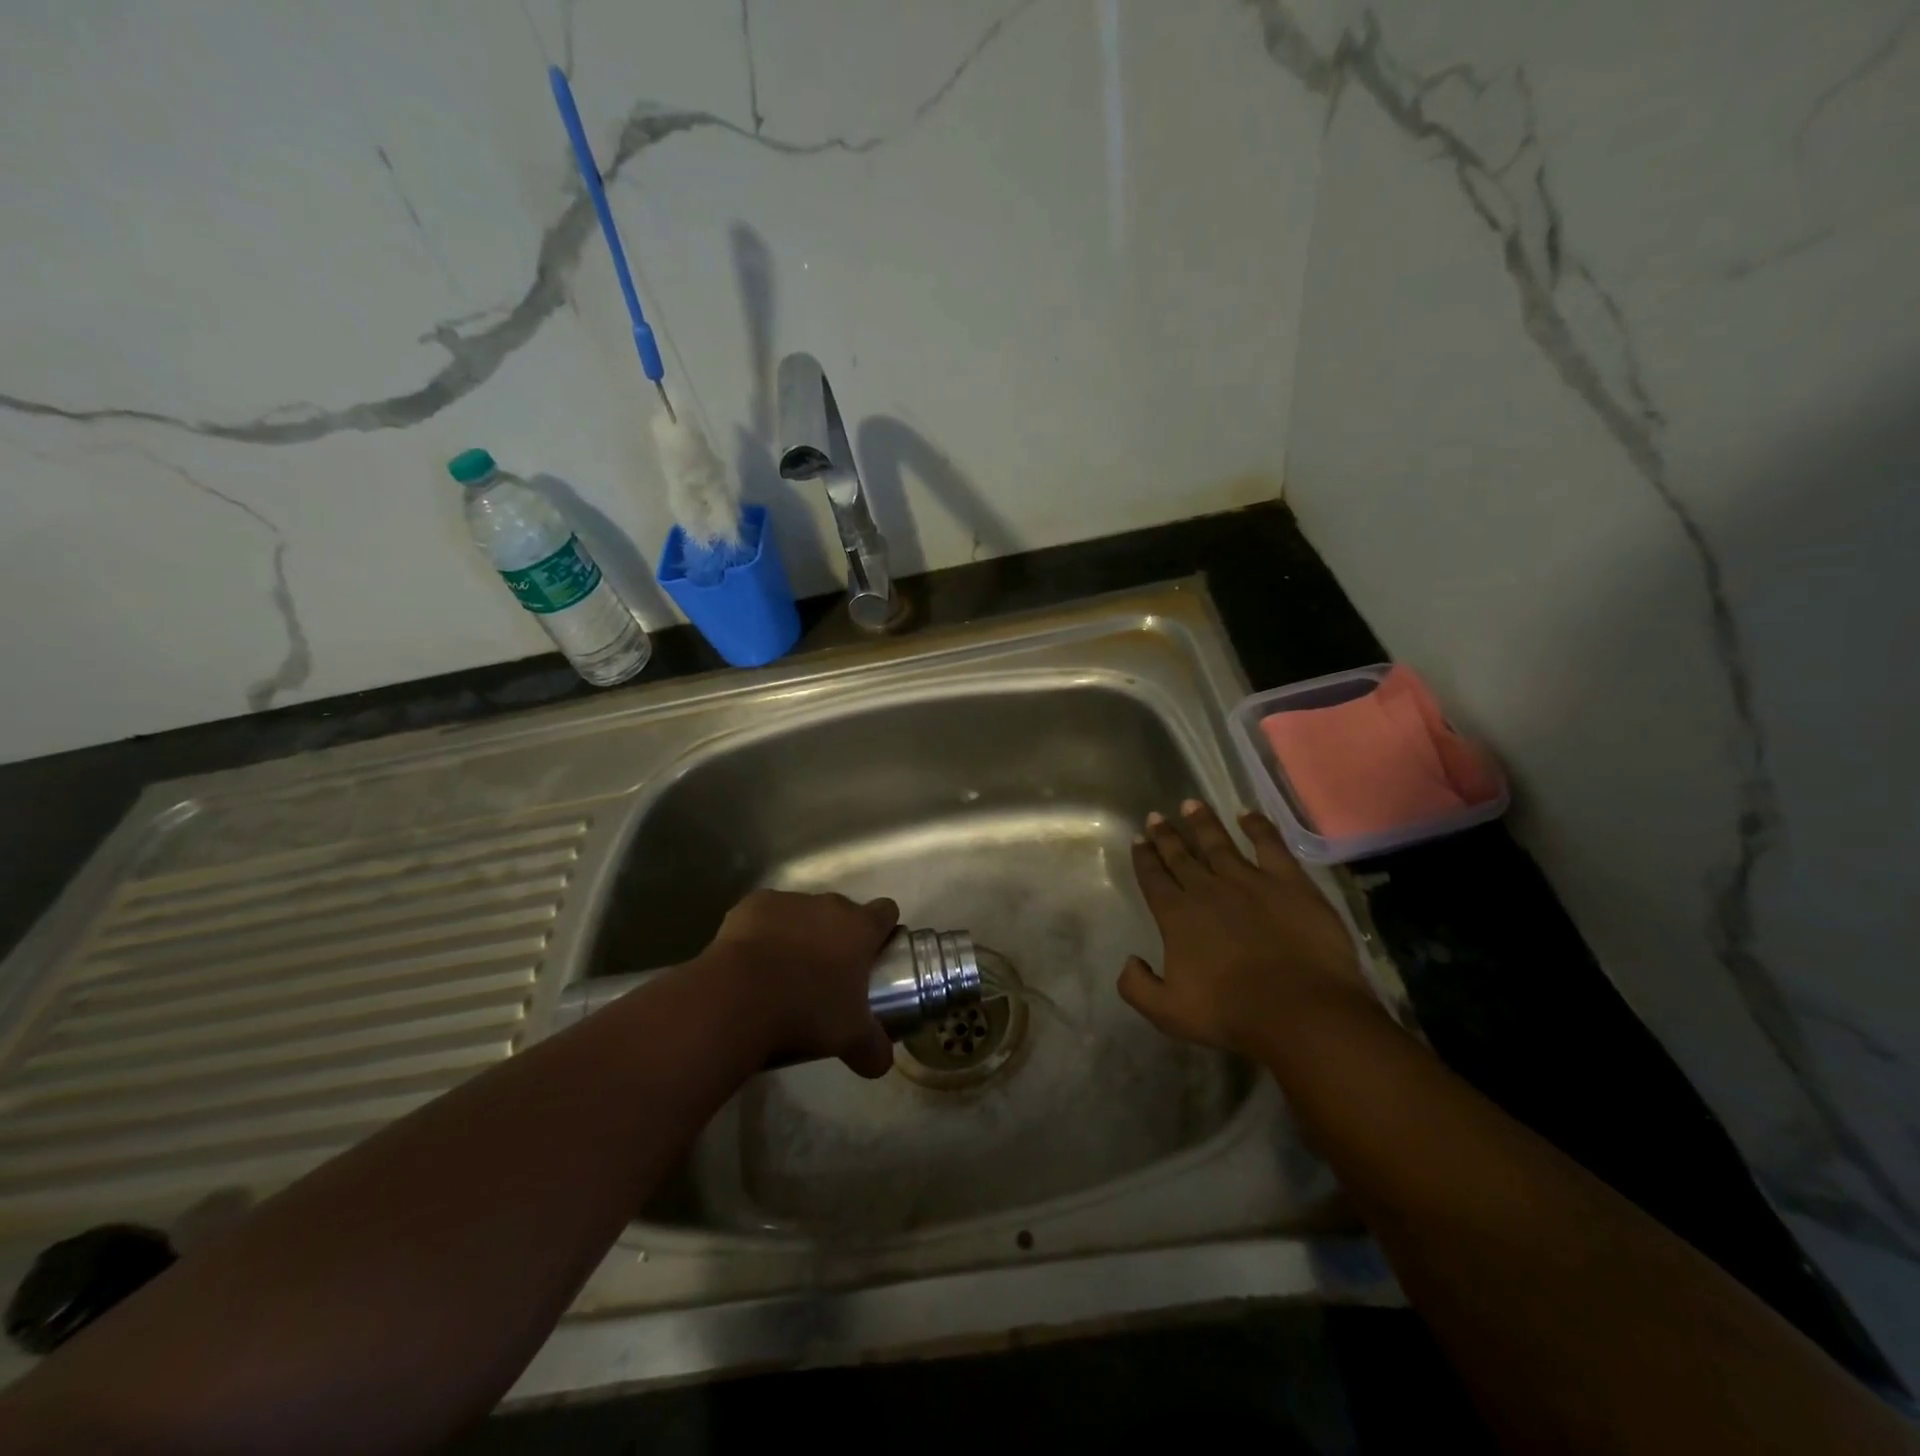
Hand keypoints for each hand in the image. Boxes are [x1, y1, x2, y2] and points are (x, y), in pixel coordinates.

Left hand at [704, 889, 900, 1076]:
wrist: (740, 995)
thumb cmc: (807, 1011)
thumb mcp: (850, 1038)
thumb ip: (873, 1049)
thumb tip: (882, 1063)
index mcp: (860, 927)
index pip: (886, 911)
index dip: (884, 929)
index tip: (876, 952)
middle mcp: (828, 905)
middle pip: (842, 912)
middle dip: (838, 936)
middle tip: (828, 974)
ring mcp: (789, 901)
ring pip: (803, 912)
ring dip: (800, 933)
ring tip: (785, 971)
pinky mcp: (752, 905)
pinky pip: (765, 915)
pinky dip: (763, 932)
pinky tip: (753, 961)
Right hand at [1117, 799, 1374, 1057]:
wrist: (1299, 1010)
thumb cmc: (1230, 1013)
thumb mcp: (1167, 1012)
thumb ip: (1137, 986)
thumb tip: (1129, 961)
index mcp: (1176, 915)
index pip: (1153, 878)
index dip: (1144, 857)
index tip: (1138, 839)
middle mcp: (1206, 888)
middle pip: (1181, 855)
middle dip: (1166, 835)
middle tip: (1156, 816)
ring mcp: (1248, 880)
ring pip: (1218, 843)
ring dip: (1202, 823)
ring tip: (1191, 804)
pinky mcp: (1288, 881)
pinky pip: (1269, 844)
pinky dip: (1257, 826)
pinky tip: (1247, 814)